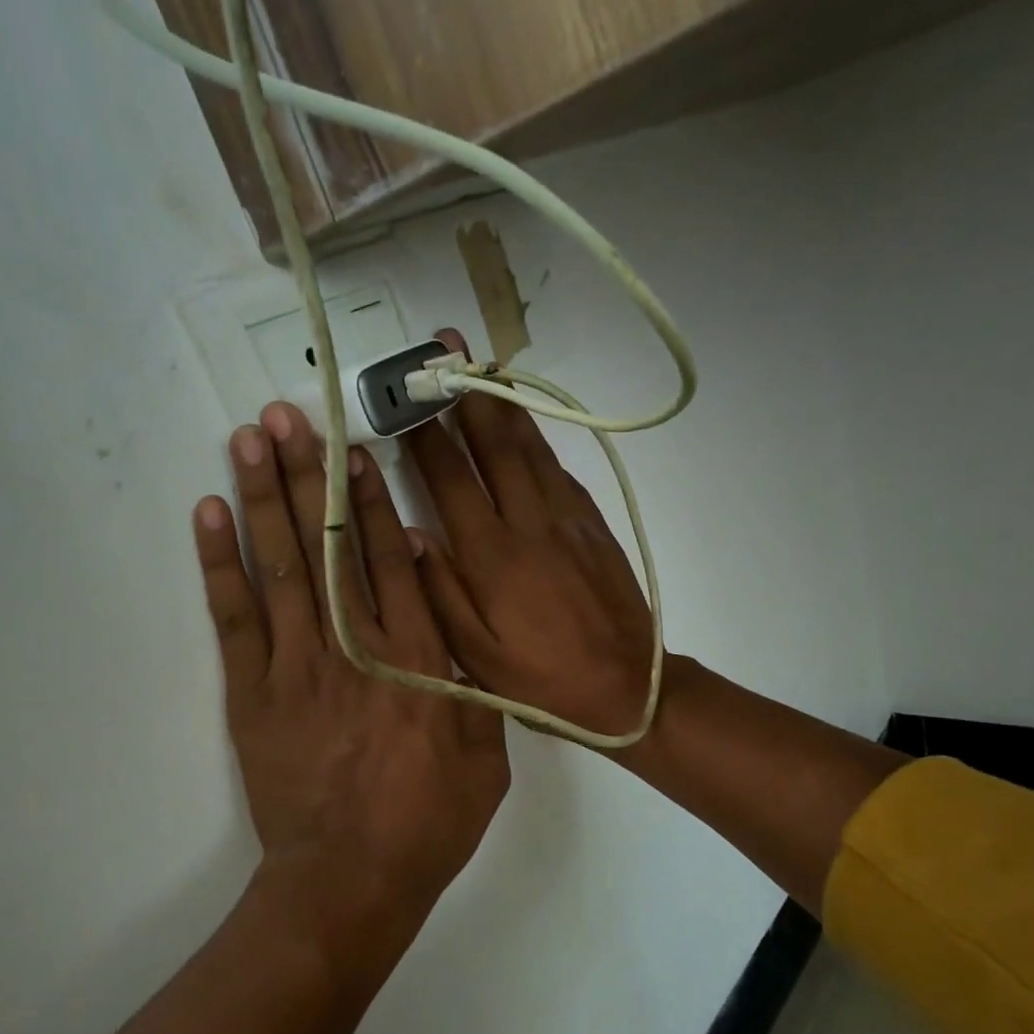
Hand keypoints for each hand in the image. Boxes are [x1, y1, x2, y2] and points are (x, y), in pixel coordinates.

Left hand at [196, 402, 508, 929]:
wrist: (351, 881)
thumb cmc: (429, 821)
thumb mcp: (485, 755)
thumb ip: (467, 675)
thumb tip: (444, 602)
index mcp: (418, 662)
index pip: (389, 562)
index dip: (368, 499)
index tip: (353, 446)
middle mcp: (356, 649)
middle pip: (329, 548)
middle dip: (309, 475)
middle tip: (289, 414)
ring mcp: (297, 669)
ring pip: (280, 568)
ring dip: (264, 498)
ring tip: (249, 439)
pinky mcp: (253, 695)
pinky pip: (235, 619)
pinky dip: (221, 565)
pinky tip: (211, 514)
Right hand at [404, 391, 654, 740]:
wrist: (629, 688)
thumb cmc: (541, 681)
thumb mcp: (476, 656)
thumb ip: (440, 592)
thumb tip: (411, 535)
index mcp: (492, 557)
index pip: (451, 479)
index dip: (425, 433)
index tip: (404, 395)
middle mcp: (529, 524)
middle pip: (495, 444)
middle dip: (468, 392)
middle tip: (447, 345)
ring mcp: (567, 521)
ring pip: (532, 449)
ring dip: (506, 404)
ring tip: (484, 366)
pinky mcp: (594, 527)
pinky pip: (560, 472)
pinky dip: (539, 442)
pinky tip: (527, 430)